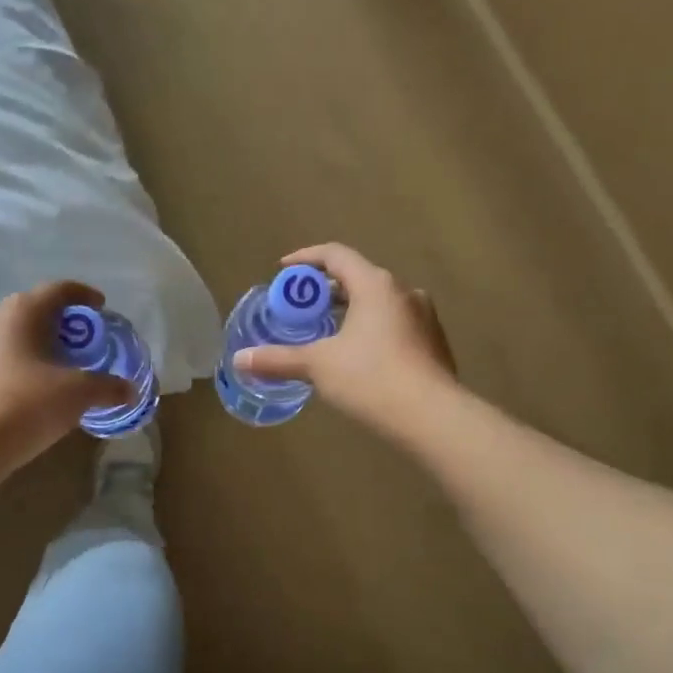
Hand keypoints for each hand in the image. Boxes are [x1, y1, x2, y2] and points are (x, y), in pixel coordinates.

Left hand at [0, 280, 135, 473]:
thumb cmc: (30, 403)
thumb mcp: (79, 393)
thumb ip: (109, 387)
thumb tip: (130, 391)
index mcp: (25, 309)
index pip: (61, 289)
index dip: (85, 296)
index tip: (102, 308)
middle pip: (38, 308)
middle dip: (64, 321)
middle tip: (85, 340)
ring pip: (18, 332)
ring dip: (42, 342)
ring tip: (62, 363)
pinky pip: (4, 354)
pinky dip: (24, 361)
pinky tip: (36, 384)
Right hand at [233, 244, 456, 430]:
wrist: (432, 417)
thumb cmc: (371, 378)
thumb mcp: (318, 366)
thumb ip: (278, 359)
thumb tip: (239, 360)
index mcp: (375, 285)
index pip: (336, 255)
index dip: (305, 258)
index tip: (283, 270)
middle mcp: (403, 292)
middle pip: (358, 277)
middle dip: (326, 289)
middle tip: (300, 306)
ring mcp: (424, 317)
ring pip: (379, 302)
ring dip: (350, 310)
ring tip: (326, 331)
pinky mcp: (434, 343)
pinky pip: (395, 324)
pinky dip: (371, 329)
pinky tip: (358, 356)